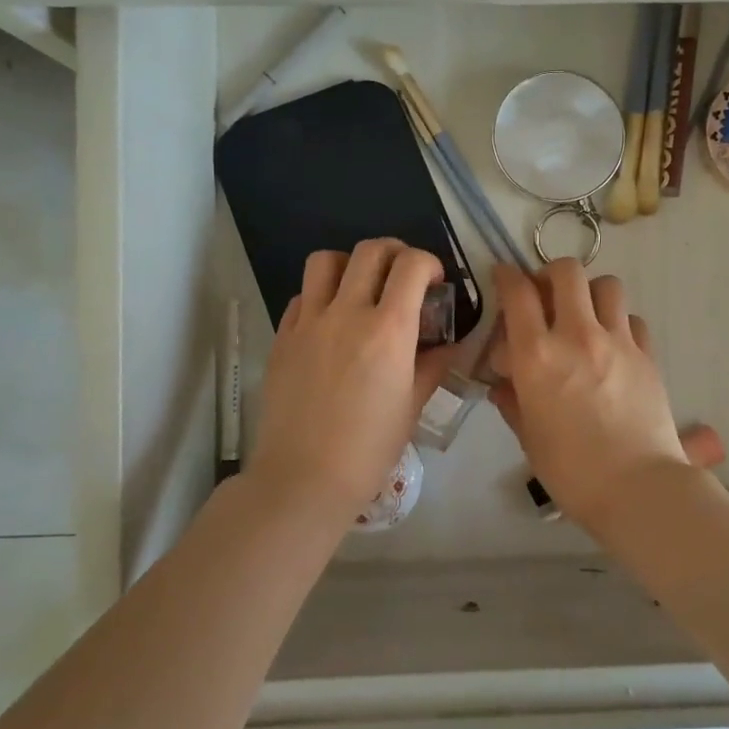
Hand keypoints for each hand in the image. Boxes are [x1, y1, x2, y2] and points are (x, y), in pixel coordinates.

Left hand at [247, 240, 458, 521]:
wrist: (304, 478)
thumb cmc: (369, 448)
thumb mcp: (412, 406)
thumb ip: (432, 365)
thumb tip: (446, 344)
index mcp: (389, 330)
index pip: (412, 265)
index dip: (429, 263)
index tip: (434, 282)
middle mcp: (348, 313)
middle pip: (371, 250)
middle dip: (395, 253)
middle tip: (403, 276)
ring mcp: (309, 322)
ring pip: (326, 260)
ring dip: (351, 264)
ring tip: (361, 288)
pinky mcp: (282, 337)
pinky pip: (302, 296)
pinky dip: (321, 296)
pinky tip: (330, 323)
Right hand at [487, 261, 692, 530]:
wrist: (637, 487)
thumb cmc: (571, 469)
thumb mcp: (528, 436)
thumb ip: (512, 400)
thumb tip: (503, 382)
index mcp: (537, 355)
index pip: (518, 292)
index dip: (507, 276)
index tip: (504, 276)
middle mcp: (577, 335)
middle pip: (567, 271)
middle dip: (551, 274)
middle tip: (546, 295)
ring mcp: (617, 341)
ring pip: (607, 285)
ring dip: (590, 292)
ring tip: (584, 315)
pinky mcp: (646, 354)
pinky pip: (632, 319)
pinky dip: (619, 323)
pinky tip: (614, 346)